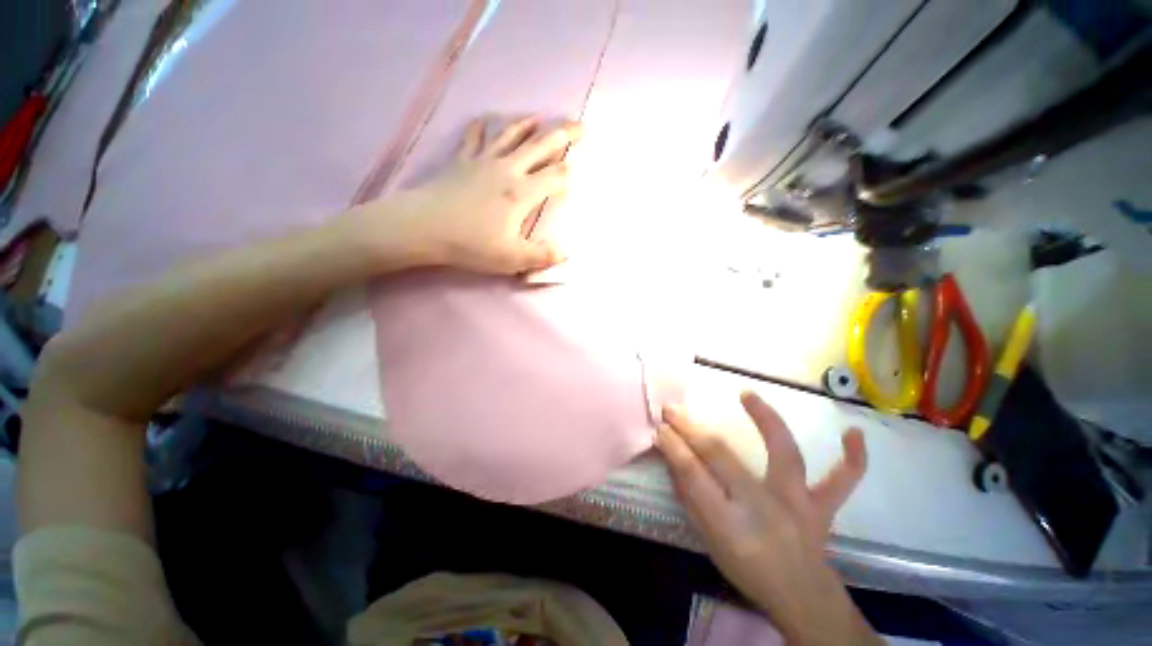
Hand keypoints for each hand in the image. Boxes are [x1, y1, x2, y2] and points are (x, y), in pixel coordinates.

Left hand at [378, 115, 580, 274]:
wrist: (423, 227)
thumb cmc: (470, 244)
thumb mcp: (511, 258)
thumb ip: (541, 255)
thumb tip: (565, 253)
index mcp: (522, 193)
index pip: (557, 177)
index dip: (576, 173)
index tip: (590, 171)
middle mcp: (508, 170)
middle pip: (540, 147)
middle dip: (563, 136)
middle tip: (580, 127)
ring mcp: (483, 162)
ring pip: (510, 136)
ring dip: (527, 126)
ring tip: (539, 117)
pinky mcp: (462, 161)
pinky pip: (474, 138)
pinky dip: (482, 127)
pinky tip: (485, 119)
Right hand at [658, 392, 876, 643]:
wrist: (800, 599)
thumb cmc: (747, 570)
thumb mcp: (710, 540)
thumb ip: (692, 498)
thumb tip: (674, 457)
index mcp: (730, 524)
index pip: (693, 475)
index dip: (673, 447)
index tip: (660, 426)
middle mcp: (765, 507)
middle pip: (722, 457)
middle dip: (691, 429)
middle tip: (673, 410)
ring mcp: (799, 504)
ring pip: (784, 455)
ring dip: (766, 420)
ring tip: (748, 395)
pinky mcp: (822, 507)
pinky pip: (842, 482)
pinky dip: (852, 459)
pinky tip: (854, 433)